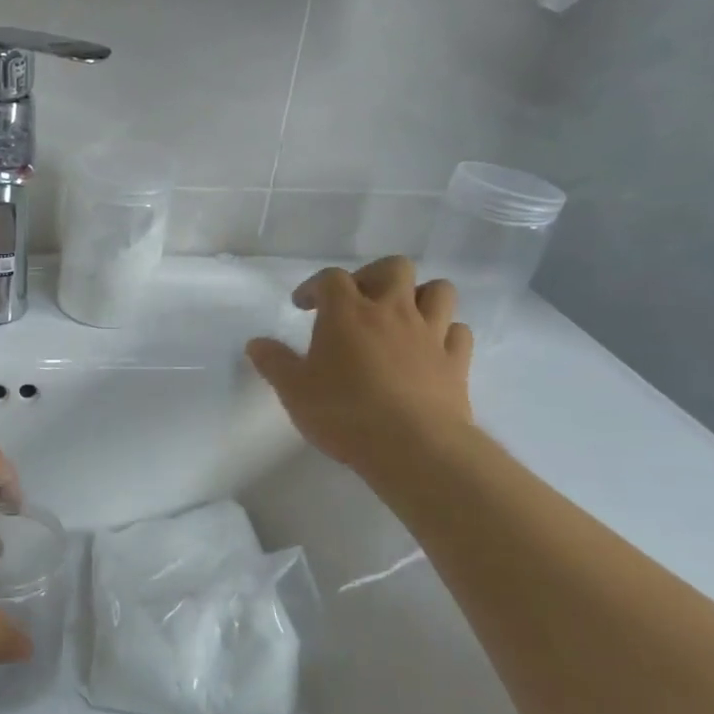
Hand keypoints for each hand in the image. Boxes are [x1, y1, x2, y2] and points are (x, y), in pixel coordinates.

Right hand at [246, 256, 474, 487]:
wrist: (412, 446)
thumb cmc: (344, 413)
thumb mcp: (293, 391)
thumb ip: (274, 363)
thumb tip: (255, 343)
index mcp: (347, 313)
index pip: (330, 279)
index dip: (314, 286)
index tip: (303, 304)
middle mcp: (392, 311)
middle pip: (394, 267)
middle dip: (374, 276)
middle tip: (358, 301)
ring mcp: (430, 334)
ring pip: (438, 290)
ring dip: (419, 296)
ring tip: (401, 318)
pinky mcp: (456, 361)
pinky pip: (458, 332)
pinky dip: (445, 333)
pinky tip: (430, 349)